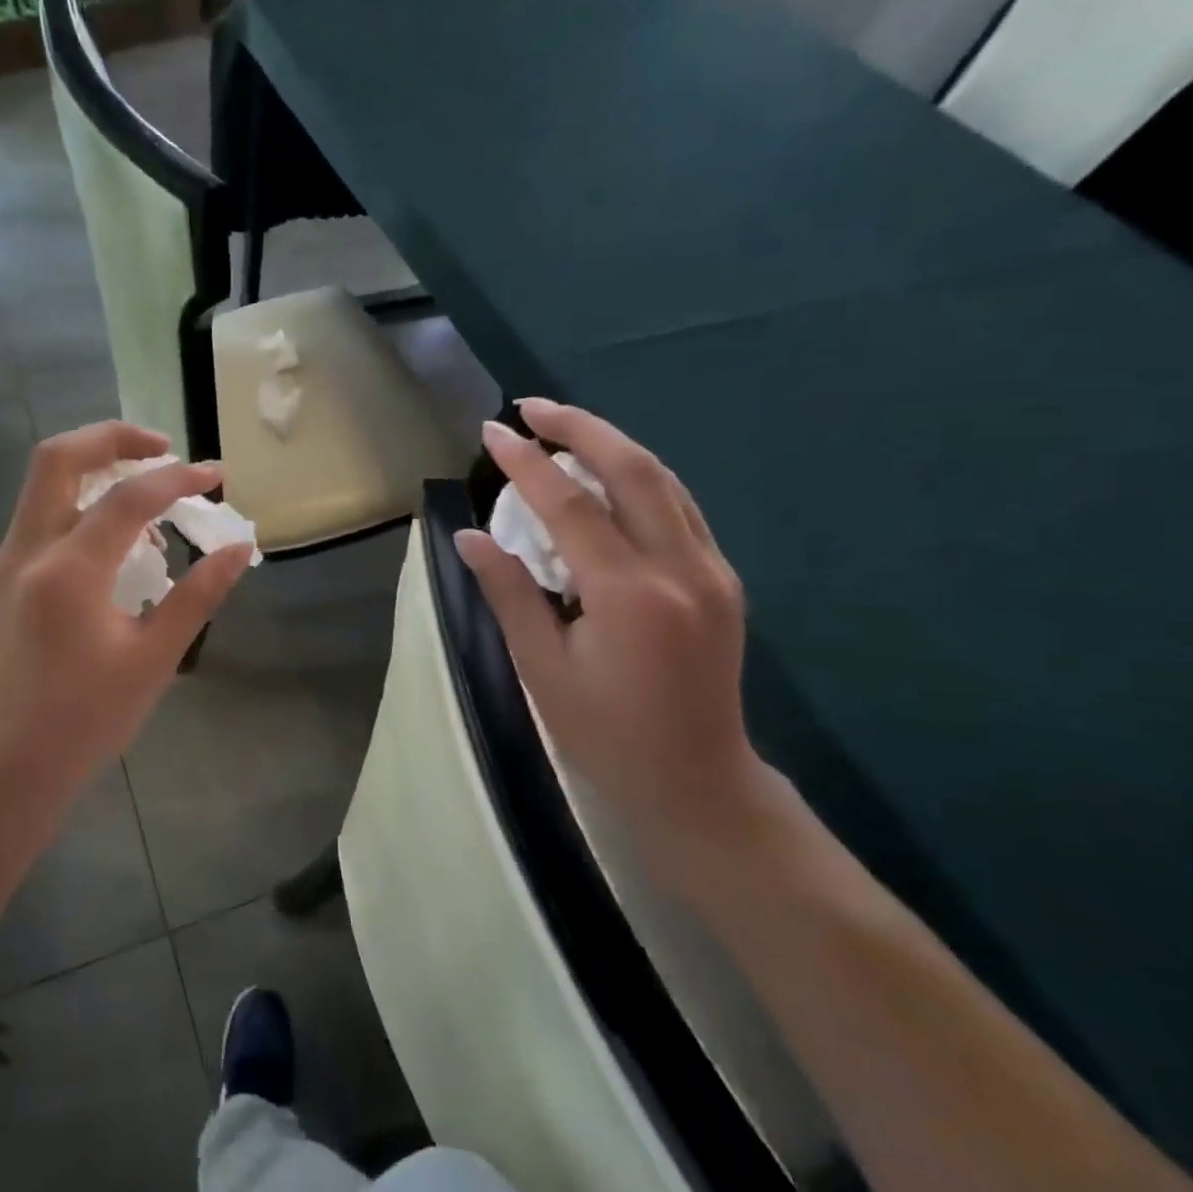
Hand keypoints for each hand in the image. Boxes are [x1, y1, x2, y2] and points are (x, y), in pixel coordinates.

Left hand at [0, 421, 253, 786]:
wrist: (14, 763)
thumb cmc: (90, 719)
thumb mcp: (155, 658)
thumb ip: (198, 595)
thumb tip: (239, 548)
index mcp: (68, 575)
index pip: (126, 499)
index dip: (177, 479)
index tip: (216, 475)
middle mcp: (27, 554)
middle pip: (58, 458)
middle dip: (113, 437)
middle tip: (163, 448)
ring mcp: (6, 563)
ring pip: (43, 482)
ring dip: (95, 467)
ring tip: (149, 492)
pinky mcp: (2, 577)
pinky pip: (41, 515)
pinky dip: (80, 503)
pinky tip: (118, 538)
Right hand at [455, 400, 776, 875]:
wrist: (696, 783)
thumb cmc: (605, 734)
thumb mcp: (542, 668)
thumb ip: (510, 592)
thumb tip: (470, 536)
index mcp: (629, 594)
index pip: (569, 505)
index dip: (526, 463)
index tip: (491, 432)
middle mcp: (680, 568)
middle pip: (633, 469)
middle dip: (580, 428)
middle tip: (531, 408)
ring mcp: (711, 570)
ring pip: (663, 481)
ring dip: (612, 445)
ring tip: (563, 430)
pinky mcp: (722, 580)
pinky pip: (678, 507)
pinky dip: (638, 477)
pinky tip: (607, 477)